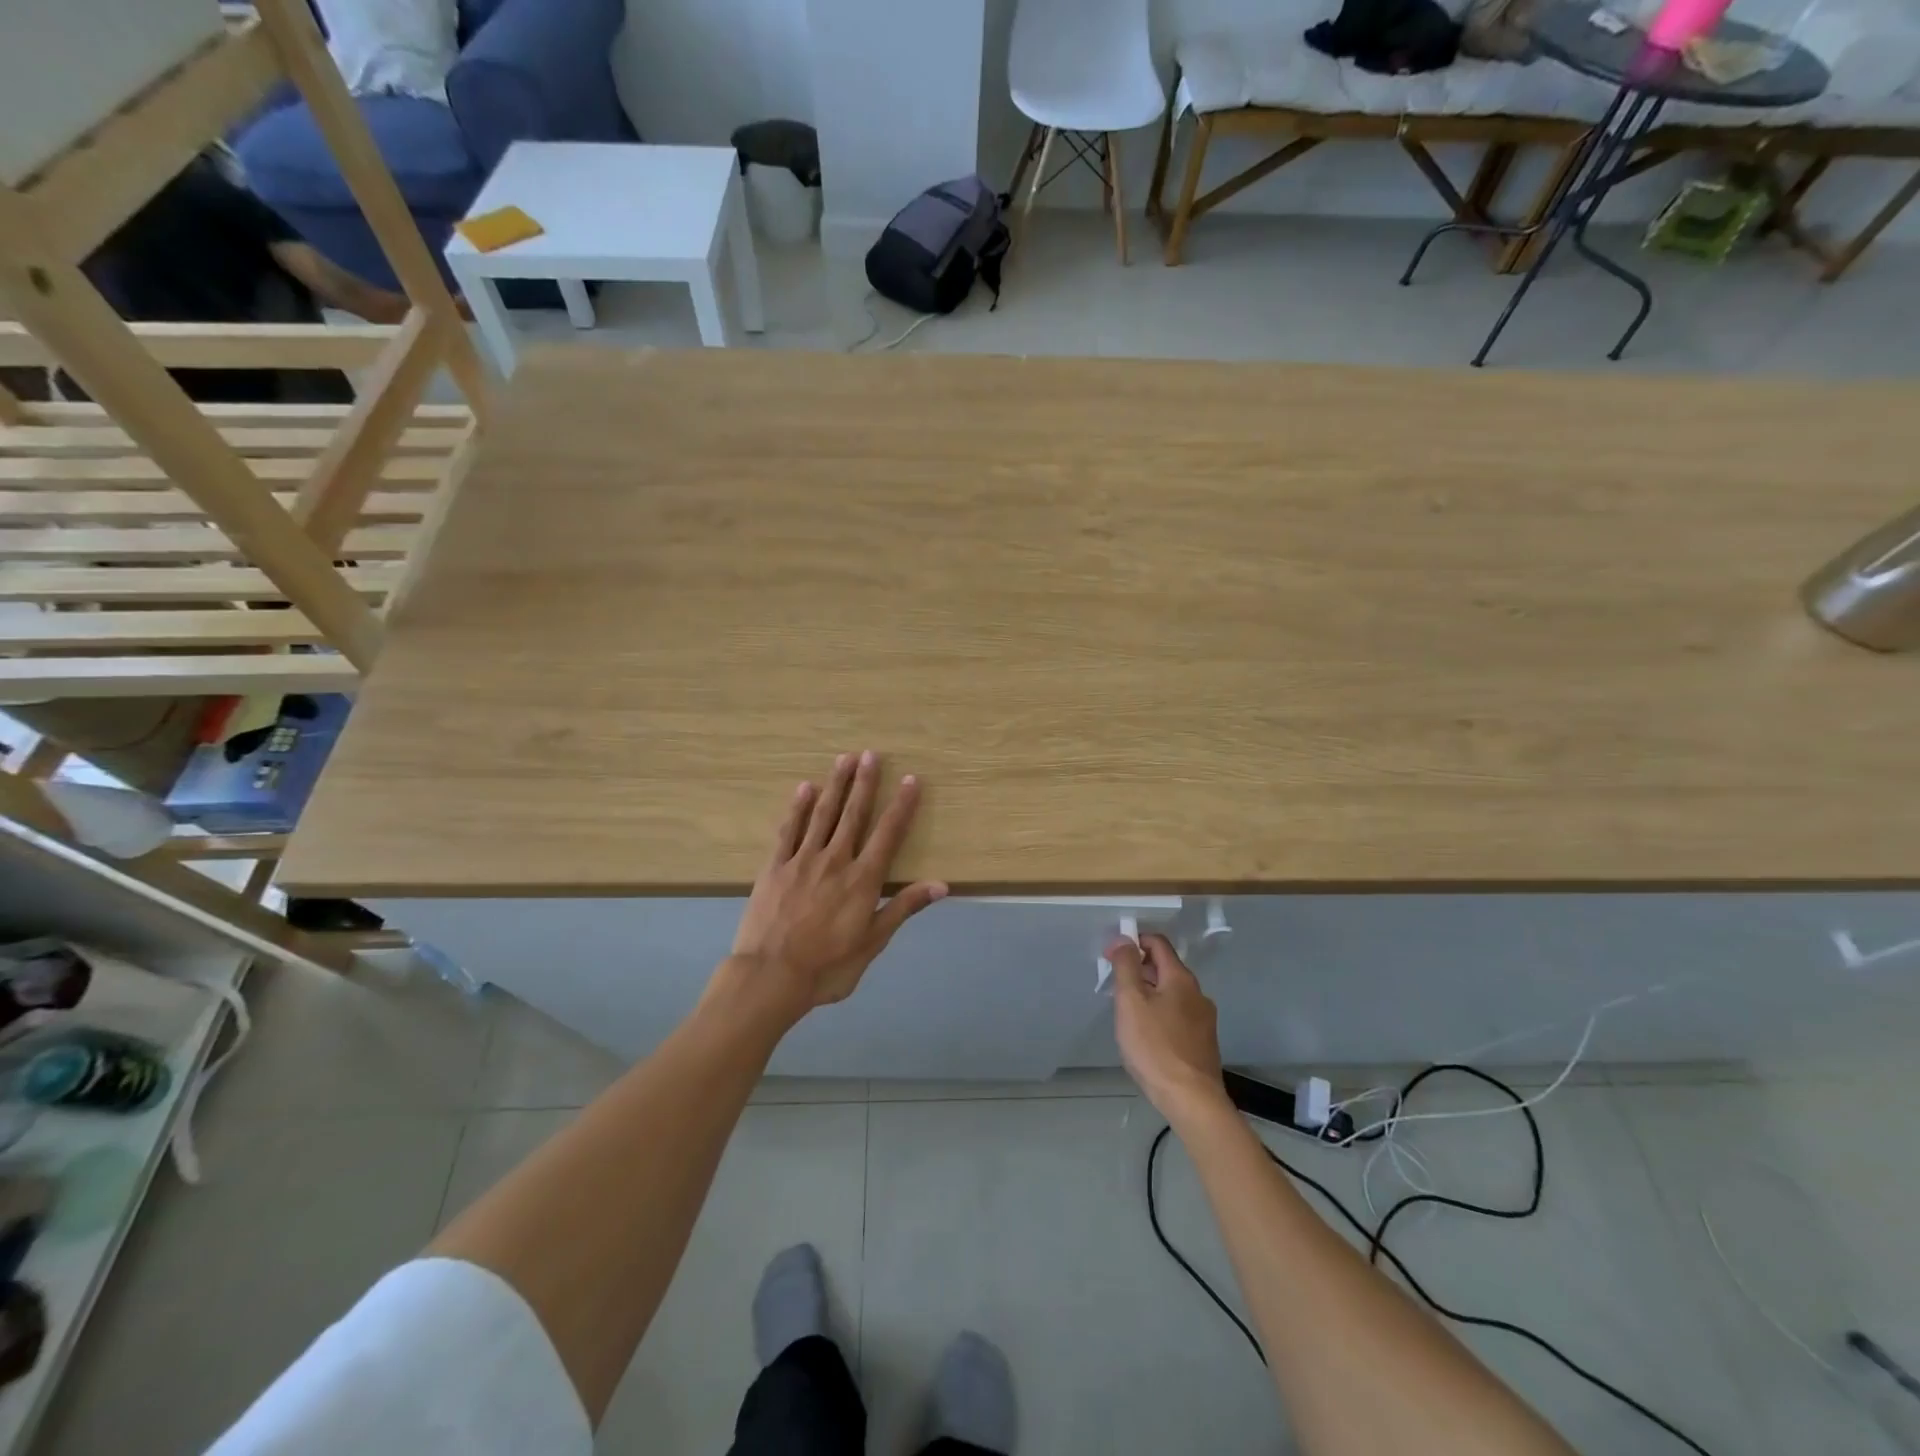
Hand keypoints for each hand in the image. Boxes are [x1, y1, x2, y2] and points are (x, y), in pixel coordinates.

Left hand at [727, 751, 946, 1021]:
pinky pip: (788, 830)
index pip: (888, 834)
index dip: (902, 806)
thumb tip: (941, 884)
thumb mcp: (873, 942)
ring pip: (823, 814)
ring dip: (835, 785)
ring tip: (844, 758)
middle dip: (865, 783)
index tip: (910, 780)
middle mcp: (835, 861)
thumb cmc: (828, 967)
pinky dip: (798, 808)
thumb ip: (904, 908)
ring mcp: (802, 860)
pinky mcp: (774, 866)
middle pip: (854, 814)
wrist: (770, 977)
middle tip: (871, 754)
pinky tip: (805, 788)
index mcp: (863, 880)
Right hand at [1110, 934, 1229, 1126]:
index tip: (1111, 956)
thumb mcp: (1131, 1002)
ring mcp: (1204, 1019)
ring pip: (1172, 993)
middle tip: (1115, 986)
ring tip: (1128, 1012)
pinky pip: (1178, 1014)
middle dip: (1139, 969)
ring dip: (1149, 993)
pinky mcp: (1203, 1041)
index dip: (1133, 942)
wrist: (1192, 1100)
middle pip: (1165, 968)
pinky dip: (1160, 1013)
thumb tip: (1124, 939)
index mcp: (1180, 978)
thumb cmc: (1155, 1047)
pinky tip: (1147, 1035)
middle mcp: (1197, 993)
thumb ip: (1126, 966)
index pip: (1157, 943)